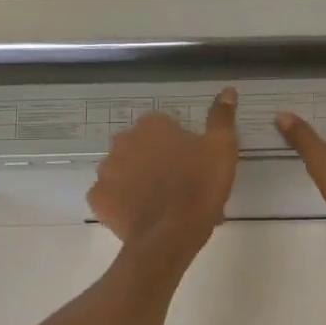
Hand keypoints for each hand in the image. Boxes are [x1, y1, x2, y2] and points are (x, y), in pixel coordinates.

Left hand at [89, 88, 239, 251]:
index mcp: (151, 125)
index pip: (165, 128)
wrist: (172, 234)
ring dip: (137, 181)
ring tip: (162, 205)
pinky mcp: (97, 198)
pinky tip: (141, 214)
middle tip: (180, 186)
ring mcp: (106, 170)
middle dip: (156, 162)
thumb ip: (222, 117)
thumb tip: (228, 90)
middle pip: (141, 148)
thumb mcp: (221, 148)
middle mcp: (123, 141)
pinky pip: (110, 196)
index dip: (181, 147)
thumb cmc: (200, 185)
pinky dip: (122, 202)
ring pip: (124, 171)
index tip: (194, 166)